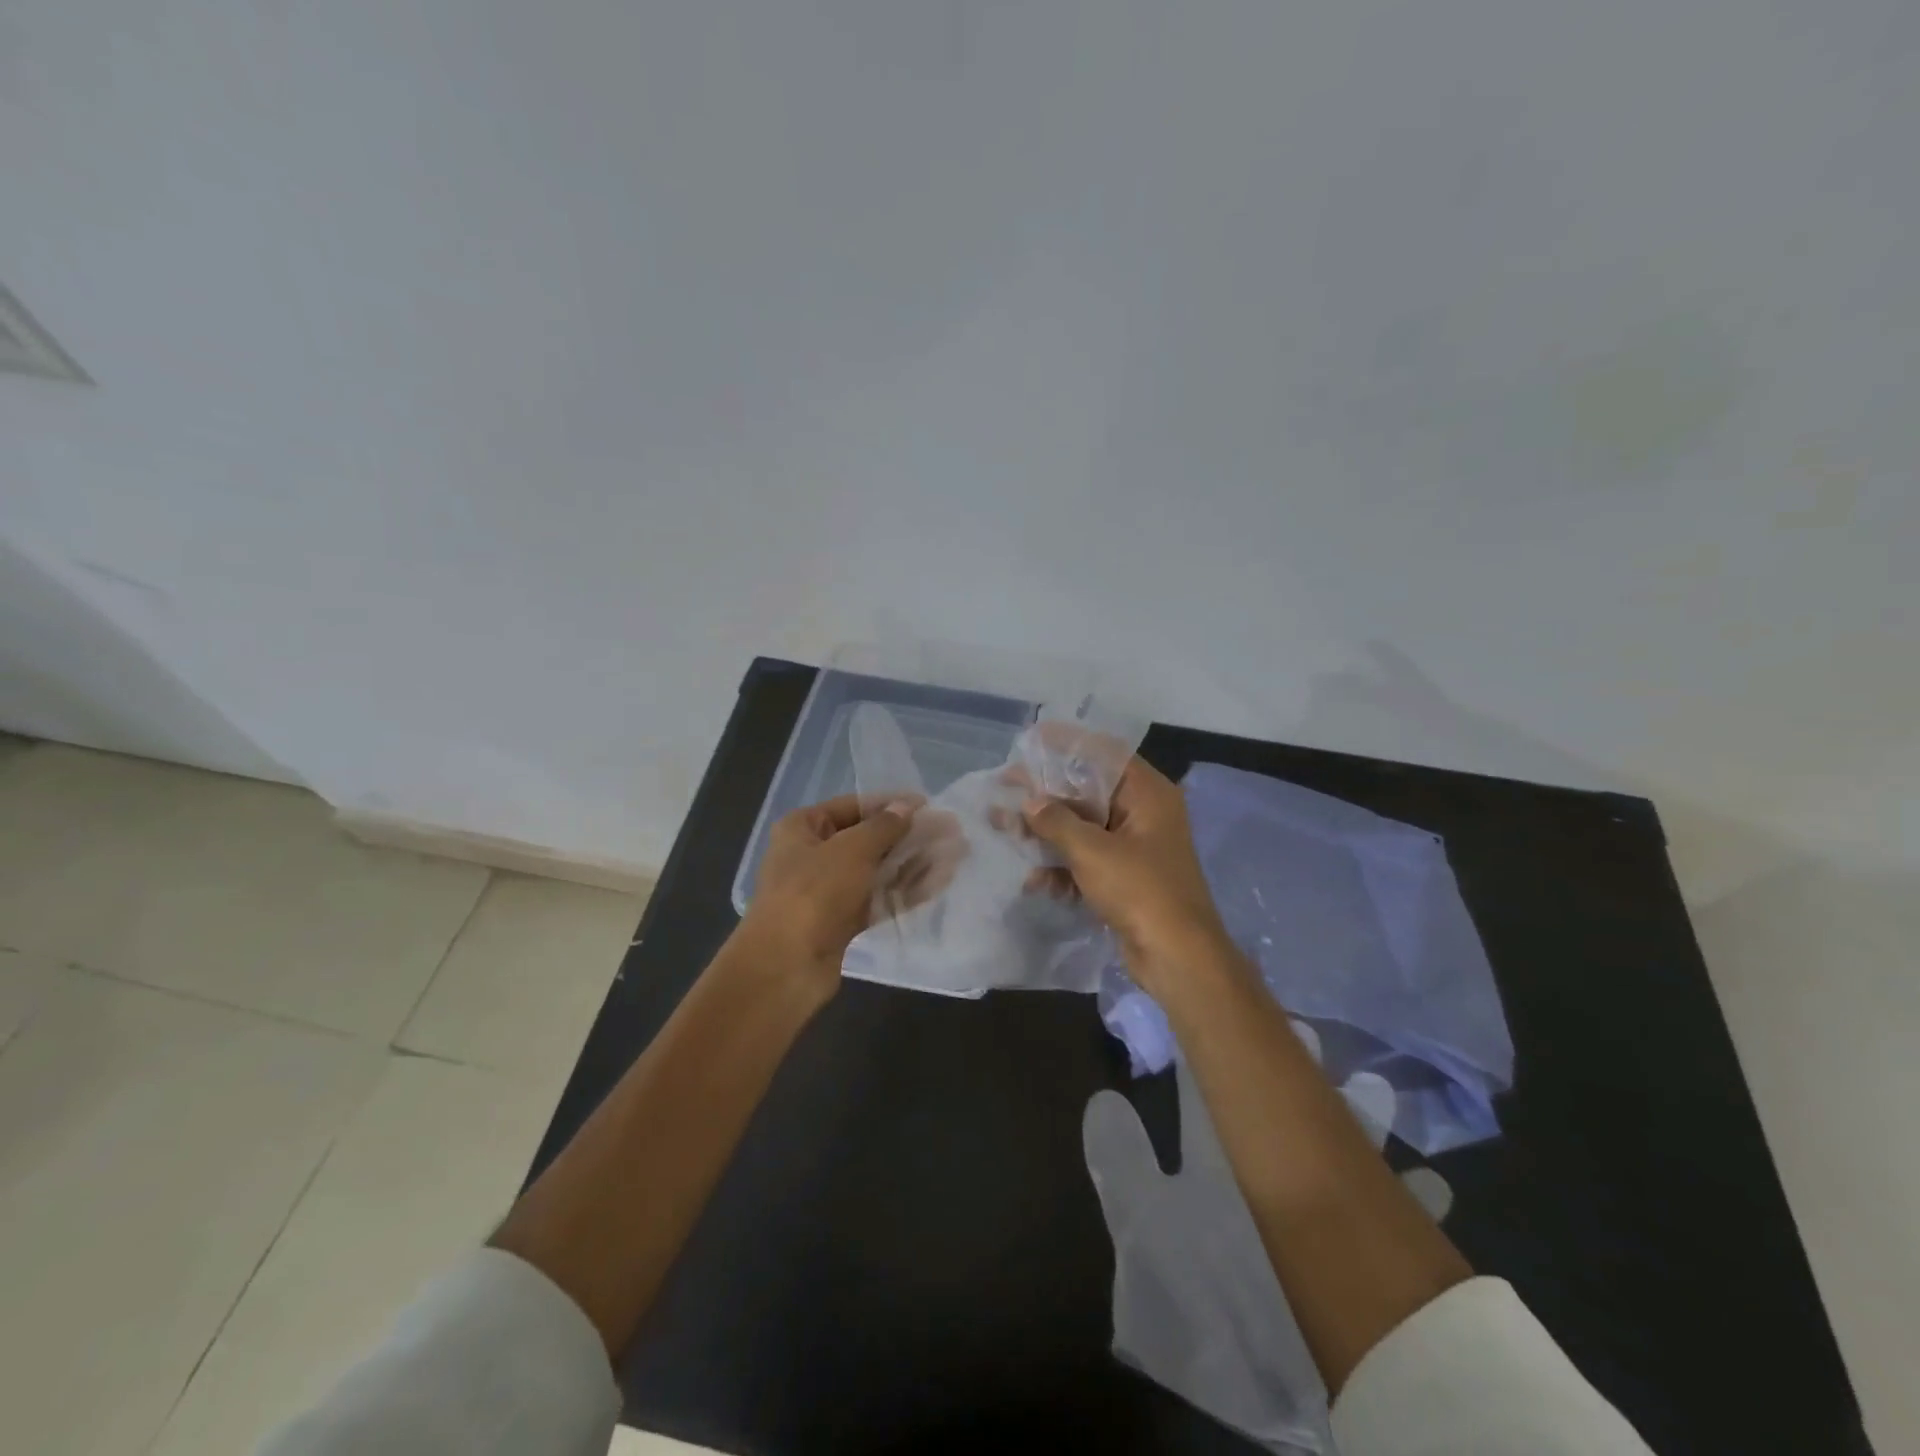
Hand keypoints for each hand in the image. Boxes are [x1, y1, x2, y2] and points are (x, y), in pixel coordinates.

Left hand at [738, 793, 954, 994]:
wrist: (786, 966)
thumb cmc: (814, 892)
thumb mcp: (852, 849)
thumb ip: (884, 827)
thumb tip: (907, 806)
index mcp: (802, 828)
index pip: (852, 806)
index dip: (890, 804)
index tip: (927, 805)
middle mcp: (813, 855)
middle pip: (868, 839)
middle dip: (909, 836)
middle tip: (949, 831)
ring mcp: (828, 891)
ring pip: (877, 870)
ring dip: (914, 863)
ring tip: (954, 855)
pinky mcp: (843, 921)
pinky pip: (879, 899)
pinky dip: (906, 890)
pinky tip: (939, 882)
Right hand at [1021, 757, 1231, 996]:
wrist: (1178, 957)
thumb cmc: (1140, 890)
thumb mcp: (1092, 851)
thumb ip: (1056, 822)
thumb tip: (1029, 803)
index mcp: (1148, 794)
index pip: (1104, 755)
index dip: (1067, 745)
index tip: (1032, 741)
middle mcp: (1144, 814)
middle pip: (1089, 793)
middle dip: (1047, 797)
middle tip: (1007, 790)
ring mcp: (1136, 849)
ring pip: (1085, 829)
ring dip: (1049, 835)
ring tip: (1008, 833)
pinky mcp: (1126, 880)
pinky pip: (1089, 861)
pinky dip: (1064, 868)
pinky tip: (1036, 882)